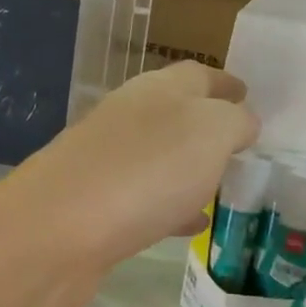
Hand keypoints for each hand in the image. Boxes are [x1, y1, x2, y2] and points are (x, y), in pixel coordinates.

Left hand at [3, 60, 257, 281]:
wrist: (57, 231)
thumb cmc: (144, 171)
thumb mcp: (209, 133)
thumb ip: (234, 121)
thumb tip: (242, 122)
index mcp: (156, 90)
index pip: (197, 75)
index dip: (226, 83)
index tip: (249, 94)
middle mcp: (127, 118)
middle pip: (174, 114)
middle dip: (208, 126)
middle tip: (240, 145)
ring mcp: (106, 162)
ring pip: (159, 157)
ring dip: (189, 167)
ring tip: (222, 184)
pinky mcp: (95, 206)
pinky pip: (145, 198)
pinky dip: (172, 205)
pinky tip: (190, 223)